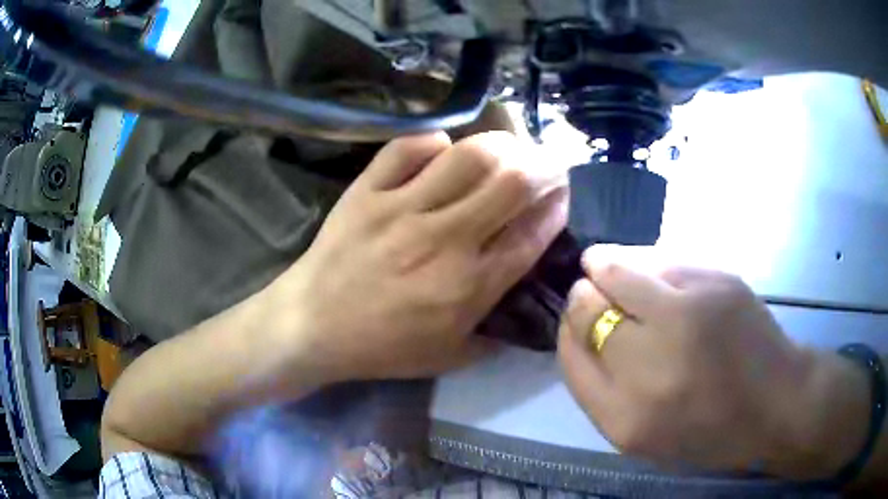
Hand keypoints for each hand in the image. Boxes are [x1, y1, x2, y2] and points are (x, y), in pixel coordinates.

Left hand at [267, 131, 566, 380]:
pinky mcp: (367, 191)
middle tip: (547, 165)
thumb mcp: (449, 357)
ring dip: (501, 145)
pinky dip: (432, 141)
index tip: (561, 199)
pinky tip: (442, 148)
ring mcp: (402, 208)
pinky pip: (406, 147)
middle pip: (512, 182)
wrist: (312, 327)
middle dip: (544, 167)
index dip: (557, 209)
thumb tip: (523, 307)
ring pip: (467, 156)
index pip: (532, 234)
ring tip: (509, 148)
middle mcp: (444, 239)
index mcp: (469, 286)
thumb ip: (494, 336)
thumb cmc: (381, 347)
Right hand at [558, 246, 869, 478]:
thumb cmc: (708, 429)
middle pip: (587, 305)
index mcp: (624, 416)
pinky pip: (661, 258)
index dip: (569, 327)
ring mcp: (687, 314)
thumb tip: (578, 328)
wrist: (775, 403)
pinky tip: (654, 271)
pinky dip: (646, 261)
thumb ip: (602, 389)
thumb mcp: (643, 435)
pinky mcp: (717, 281)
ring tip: (609, 265)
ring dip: (607, 265)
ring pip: (617, 268)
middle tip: (594, 293)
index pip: (570, 351)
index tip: (577, 320)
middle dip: (584, 295)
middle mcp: (649, 363)